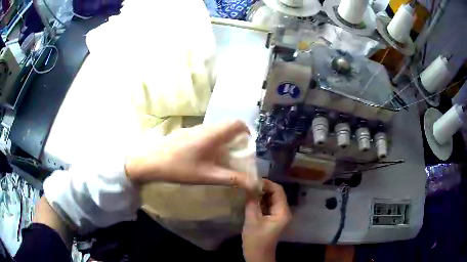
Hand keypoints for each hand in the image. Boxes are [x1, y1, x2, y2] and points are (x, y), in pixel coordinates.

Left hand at [125, 120, 256, 190]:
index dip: (247, 133)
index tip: (247, 148)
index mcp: (213, 134)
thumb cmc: (180, 168)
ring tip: (223, 158)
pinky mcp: (186, 133)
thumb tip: (254, 184)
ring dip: (225, 140)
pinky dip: (214, 141)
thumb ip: (233, 178)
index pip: (237, 123)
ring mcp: (194, 129)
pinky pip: (207, 133)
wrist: (150, 161)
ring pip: (217, 129)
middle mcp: (205, 127)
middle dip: (237, 139)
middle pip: (228, 125)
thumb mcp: (208, 175)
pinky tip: (206, 157)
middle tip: (237, 156)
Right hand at [242, 179, 291, 261]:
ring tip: (248, 190)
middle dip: (263, 188)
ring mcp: (279, 215)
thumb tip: (248, 185)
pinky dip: (260, 201)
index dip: (267, 183)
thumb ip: (251, 202)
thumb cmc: (256, 240)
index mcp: (282, 211)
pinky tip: (250, 199)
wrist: (258, 256)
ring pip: (271, 199)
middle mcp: (284, 211)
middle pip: (276, 194)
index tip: (252, 180)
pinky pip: (268, 205)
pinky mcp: (273, 219)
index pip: (278, 190)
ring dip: (261, 194)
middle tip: (248, 184)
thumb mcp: (252, 220)